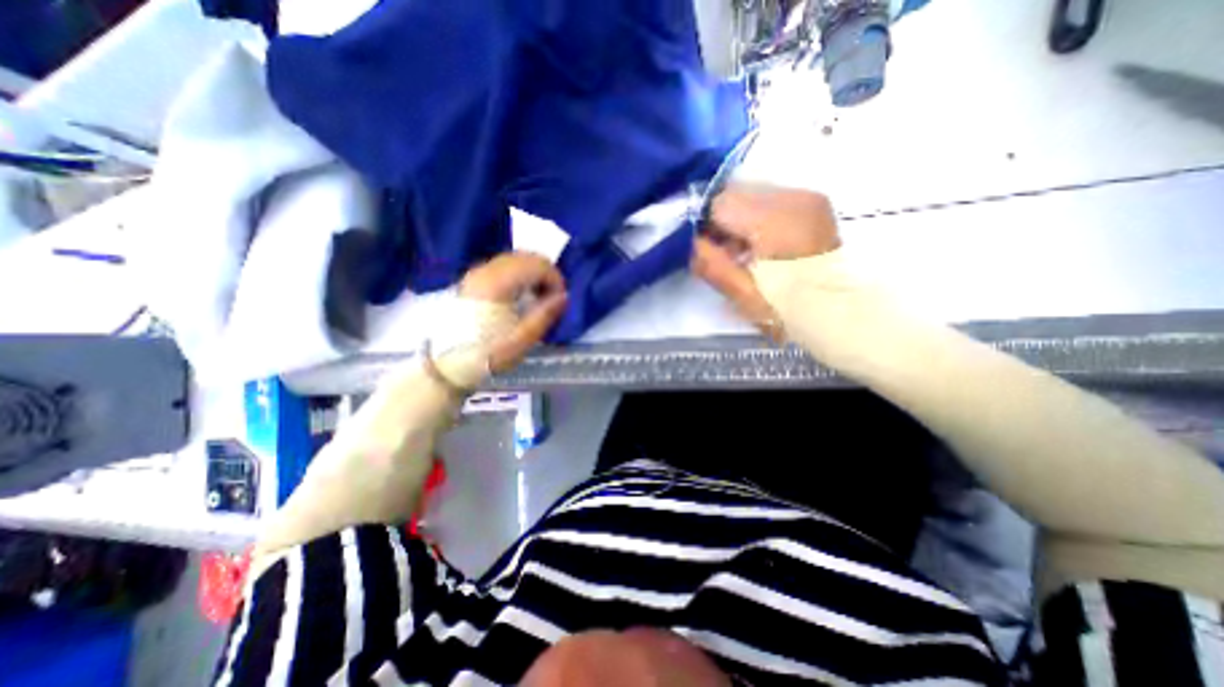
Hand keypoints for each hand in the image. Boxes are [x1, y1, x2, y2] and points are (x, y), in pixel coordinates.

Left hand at [463, 250, 570, 369]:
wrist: (447, 364)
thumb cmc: (487, 354)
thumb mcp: (521, 339)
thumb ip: (545, 314)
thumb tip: (564, 296)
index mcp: (498, 283)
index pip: (537, 264)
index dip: (555, 279)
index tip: (559, 301)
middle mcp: (486, 270)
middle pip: (526, 257)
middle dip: (545, 274)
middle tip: (551, 299)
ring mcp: (477, 273)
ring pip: (515, 259)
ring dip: (532, 274)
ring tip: (537, 298)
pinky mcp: (473, 280)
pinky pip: (503, 267)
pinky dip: (519, 275)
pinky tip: (520, 296)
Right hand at [687, 184, 842, 340]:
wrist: (843, 315)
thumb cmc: (790, 311)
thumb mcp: (743, 295)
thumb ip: (710, 264)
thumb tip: (686, 240)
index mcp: (776, 219)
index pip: (720, 202)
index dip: (703, 224)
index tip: (701, 249)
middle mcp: (794, 197)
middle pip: (736, 194)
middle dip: (720, 222)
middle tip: (720, 255)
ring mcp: (807, 199)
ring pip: (751, 197)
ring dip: (737, 222)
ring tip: (740, 255)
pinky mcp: (812, 206)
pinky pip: (769, 202)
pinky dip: (755, 221)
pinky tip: (758, 248)